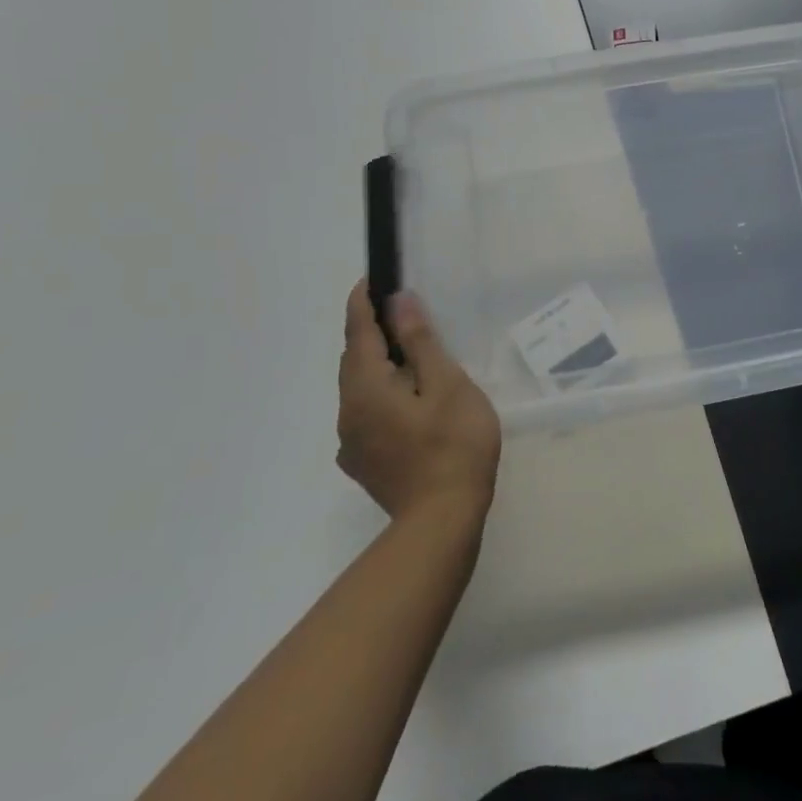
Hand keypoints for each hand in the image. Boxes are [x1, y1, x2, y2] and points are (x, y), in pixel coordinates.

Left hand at [338, 283, 500, 522]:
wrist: (442, 520)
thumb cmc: (453, 443)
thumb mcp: (446, 384)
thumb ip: (420, 342)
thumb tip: (399, 303)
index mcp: (366, 387)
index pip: (358, 332)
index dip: (363, 303)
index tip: (371, 279)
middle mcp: (349, 411)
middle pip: (354, 361)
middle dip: (371, 333)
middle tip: (400, 313)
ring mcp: (353, 441)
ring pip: (359, 389)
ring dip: (377, 366)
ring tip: (410, 356)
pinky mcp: (364, 463)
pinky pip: (366, 414)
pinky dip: (381, 394)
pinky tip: (408, 403)